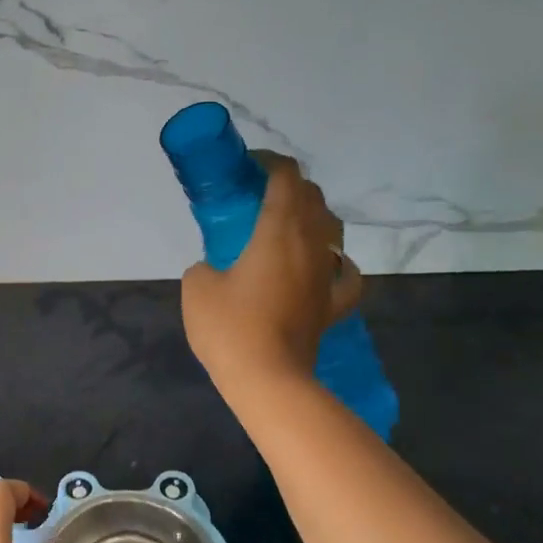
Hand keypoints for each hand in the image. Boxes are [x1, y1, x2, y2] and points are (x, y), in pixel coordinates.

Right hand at [181, 152, 363, 392]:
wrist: (267, 379)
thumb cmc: (230, 327)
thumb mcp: (196, 287)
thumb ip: (204, 266)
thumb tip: (215, 269)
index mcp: (279, 230)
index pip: (286, 177)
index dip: (269, 163)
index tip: (247, 167)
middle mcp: (311, 245)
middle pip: (312, 198)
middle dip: (289, 186)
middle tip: (258, 196)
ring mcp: (325, 276)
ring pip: (332, 230)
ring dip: (312, 217)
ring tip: (288, 225)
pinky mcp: (331, 305)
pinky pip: (345, 276)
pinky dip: (337, 263)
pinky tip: (327, 265)